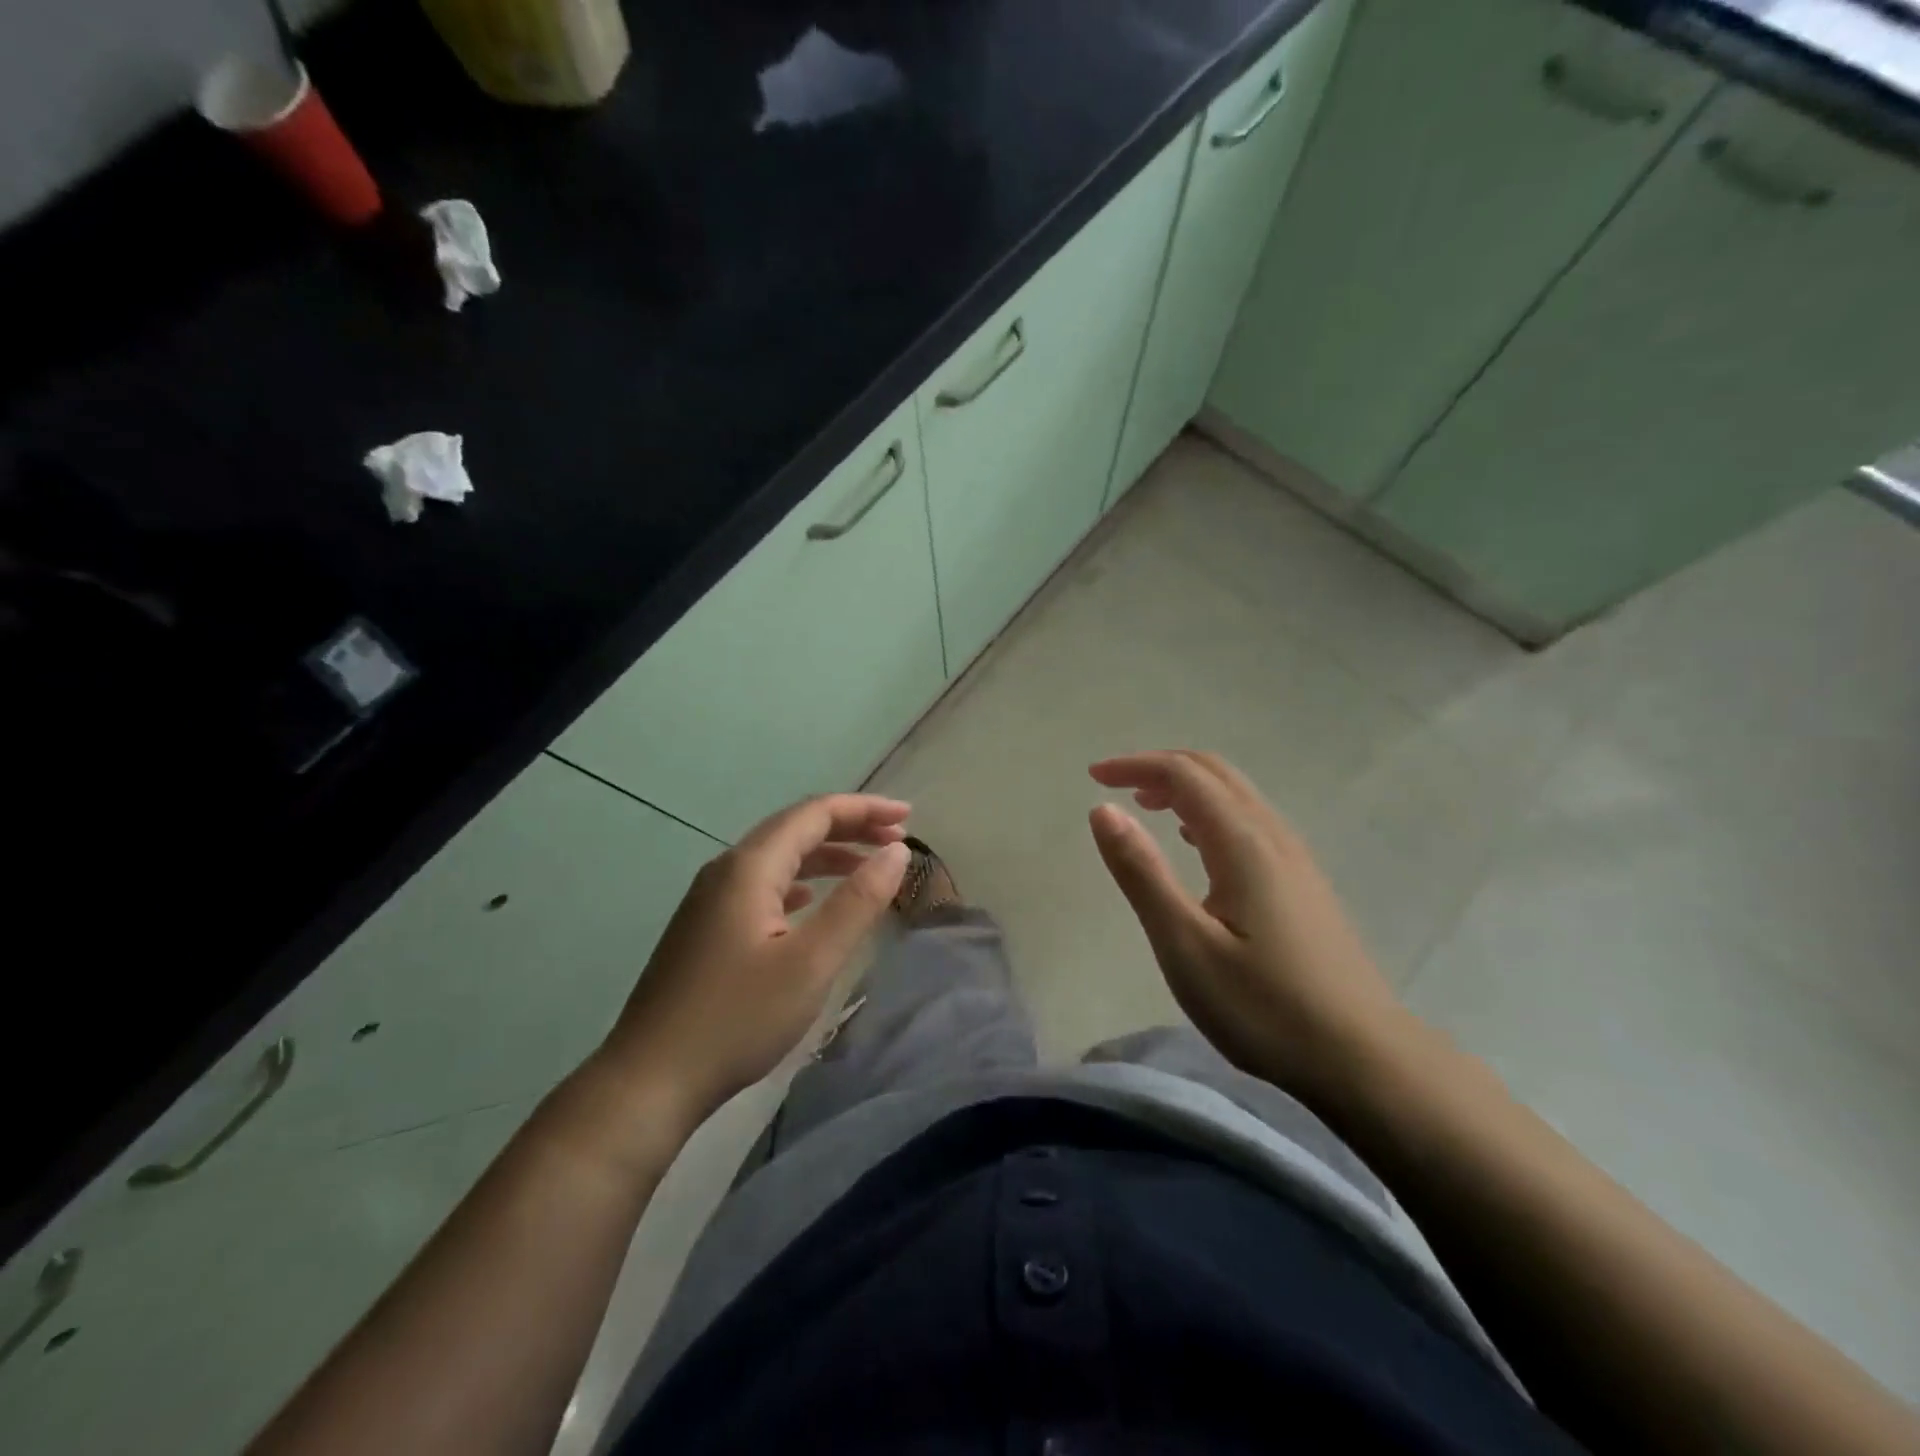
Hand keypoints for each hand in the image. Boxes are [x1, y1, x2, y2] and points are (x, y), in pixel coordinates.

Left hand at [597, 793, 911, 1136]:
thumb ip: (857, 902)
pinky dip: (798, 881)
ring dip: (825, 855)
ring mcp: (709, 899)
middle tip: (897, 837)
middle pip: (795, 829)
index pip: (814, 814)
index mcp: (749, 867)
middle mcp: (726, 870)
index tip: (908, 818)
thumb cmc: (737, 1019)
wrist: (649, 1081)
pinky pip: (760, 885)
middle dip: (849, 827)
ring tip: (867, 867)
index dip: (864, 809)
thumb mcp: (811, 962)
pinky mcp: (704, 927)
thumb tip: (897, 853)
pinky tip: (808, 900)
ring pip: (777, 858)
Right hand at [1087, 751, 1411, 1101]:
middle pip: (1214, 772)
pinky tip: (1195, 844)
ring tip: (1146, 806)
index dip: (1135, 765)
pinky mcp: (1303, 883)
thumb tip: (1104, 810)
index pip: (1183, 775)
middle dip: (1160, 766)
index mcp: (1242, 843)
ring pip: (1235, 795)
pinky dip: (1209, 811)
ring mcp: (1295, 858)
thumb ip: (1142, 873)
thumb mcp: (1185, 945)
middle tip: (1114, 784)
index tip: (1093, 777)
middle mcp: (1272, 836)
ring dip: (1186, 787)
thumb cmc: (1264, 1006)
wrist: (1364, 1058)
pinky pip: (1250, 820)